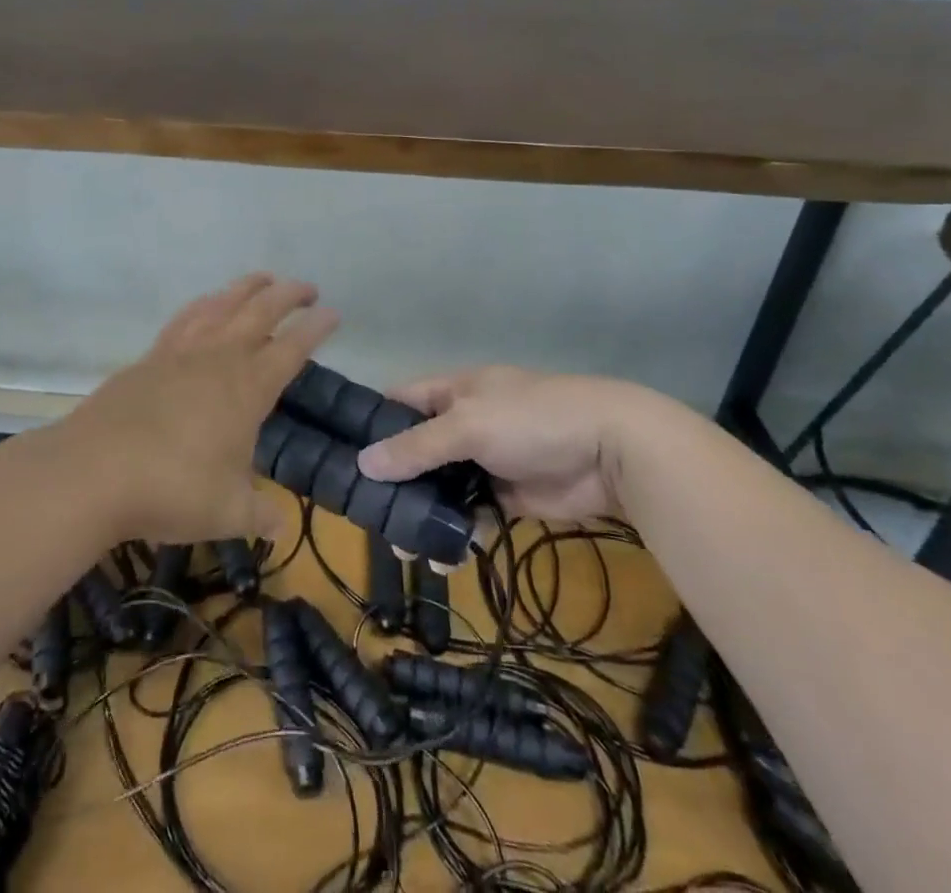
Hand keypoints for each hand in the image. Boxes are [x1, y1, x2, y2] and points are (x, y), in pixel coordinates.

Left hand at [54, 274, 338, 544]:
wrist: (94, 471)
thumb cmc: (172, 490)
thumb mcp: (227, 513)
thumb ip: (259, 515)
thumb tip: (279, 525)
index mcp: (248, 389)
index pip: (292, 348)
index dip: (316, 328)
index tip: (333, 312)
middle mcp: (218, 359)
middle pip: (260, 312)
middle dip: (289, 295)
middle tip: (308, 288)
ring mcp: (181, 353)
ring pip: (222, 304)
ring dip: (247, 287)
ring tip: (264, 279)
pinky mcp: (150, 358)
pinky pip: (185, 318)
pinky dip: (204, 304)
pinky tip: (207, 304)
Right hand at [354, 367, 688, 521]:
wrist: (611, 451)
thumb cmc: (531, 419)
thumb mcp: (468, 425)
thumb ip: (417, 446)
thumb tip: (363, 464)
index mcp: (452, 392)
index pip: (399, 401)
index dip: (371, 422)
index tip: (340, 453)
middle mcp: (464, 423)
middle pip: (416, 449)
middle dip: (393, 478)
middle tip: (365, 513)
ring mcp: (486, 460)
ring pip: (441, 486)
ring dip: (422, 512)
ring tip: (401, 547)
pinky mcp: (507, 496)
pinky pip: (471, 513)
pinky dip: (456, 532)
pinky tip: (441, 558)